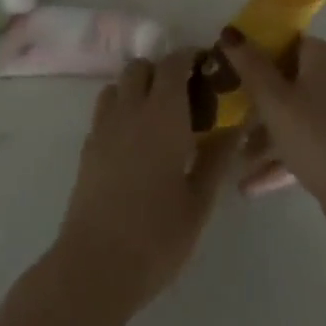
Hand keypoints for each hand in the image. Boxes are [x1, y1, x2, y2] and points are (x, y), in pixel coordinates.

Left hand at [51, 51, 233, 315]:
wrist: (95, 268)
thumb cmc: (157, 236)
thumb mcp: (199, 200)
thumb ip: (218, 157)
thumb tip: (238, 125)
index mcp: (163, 114)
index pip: (174, 62)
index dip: (190, 57)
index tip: (208, 69)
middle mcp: (130, 110)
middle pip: (142, 66)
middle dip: (163, 70)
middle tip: (186, 96)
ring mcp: (103, 127)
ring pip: (119, 85)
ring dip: (138, 87)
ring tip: (158, 117)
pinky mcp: (87, 149)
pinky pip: (105, 110)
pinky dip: (121, 110)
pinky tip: (135, 143)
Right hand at [222, 32, 325, 228]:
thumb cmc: (316, 136)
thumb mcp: (274, 100)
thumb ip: (250, 65)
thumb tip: (229, 32)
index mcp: (325, 57)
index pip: (287, 42)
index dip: (257, 53)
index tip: (231, 71)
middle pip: (289, 81)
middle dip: (258, 103)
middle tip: (230, 117)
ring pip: (297, 116)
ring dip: (267, 137)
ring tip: (238, 160)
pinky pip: (308, 143)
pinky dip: (283, 158)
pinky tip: (252, 186)